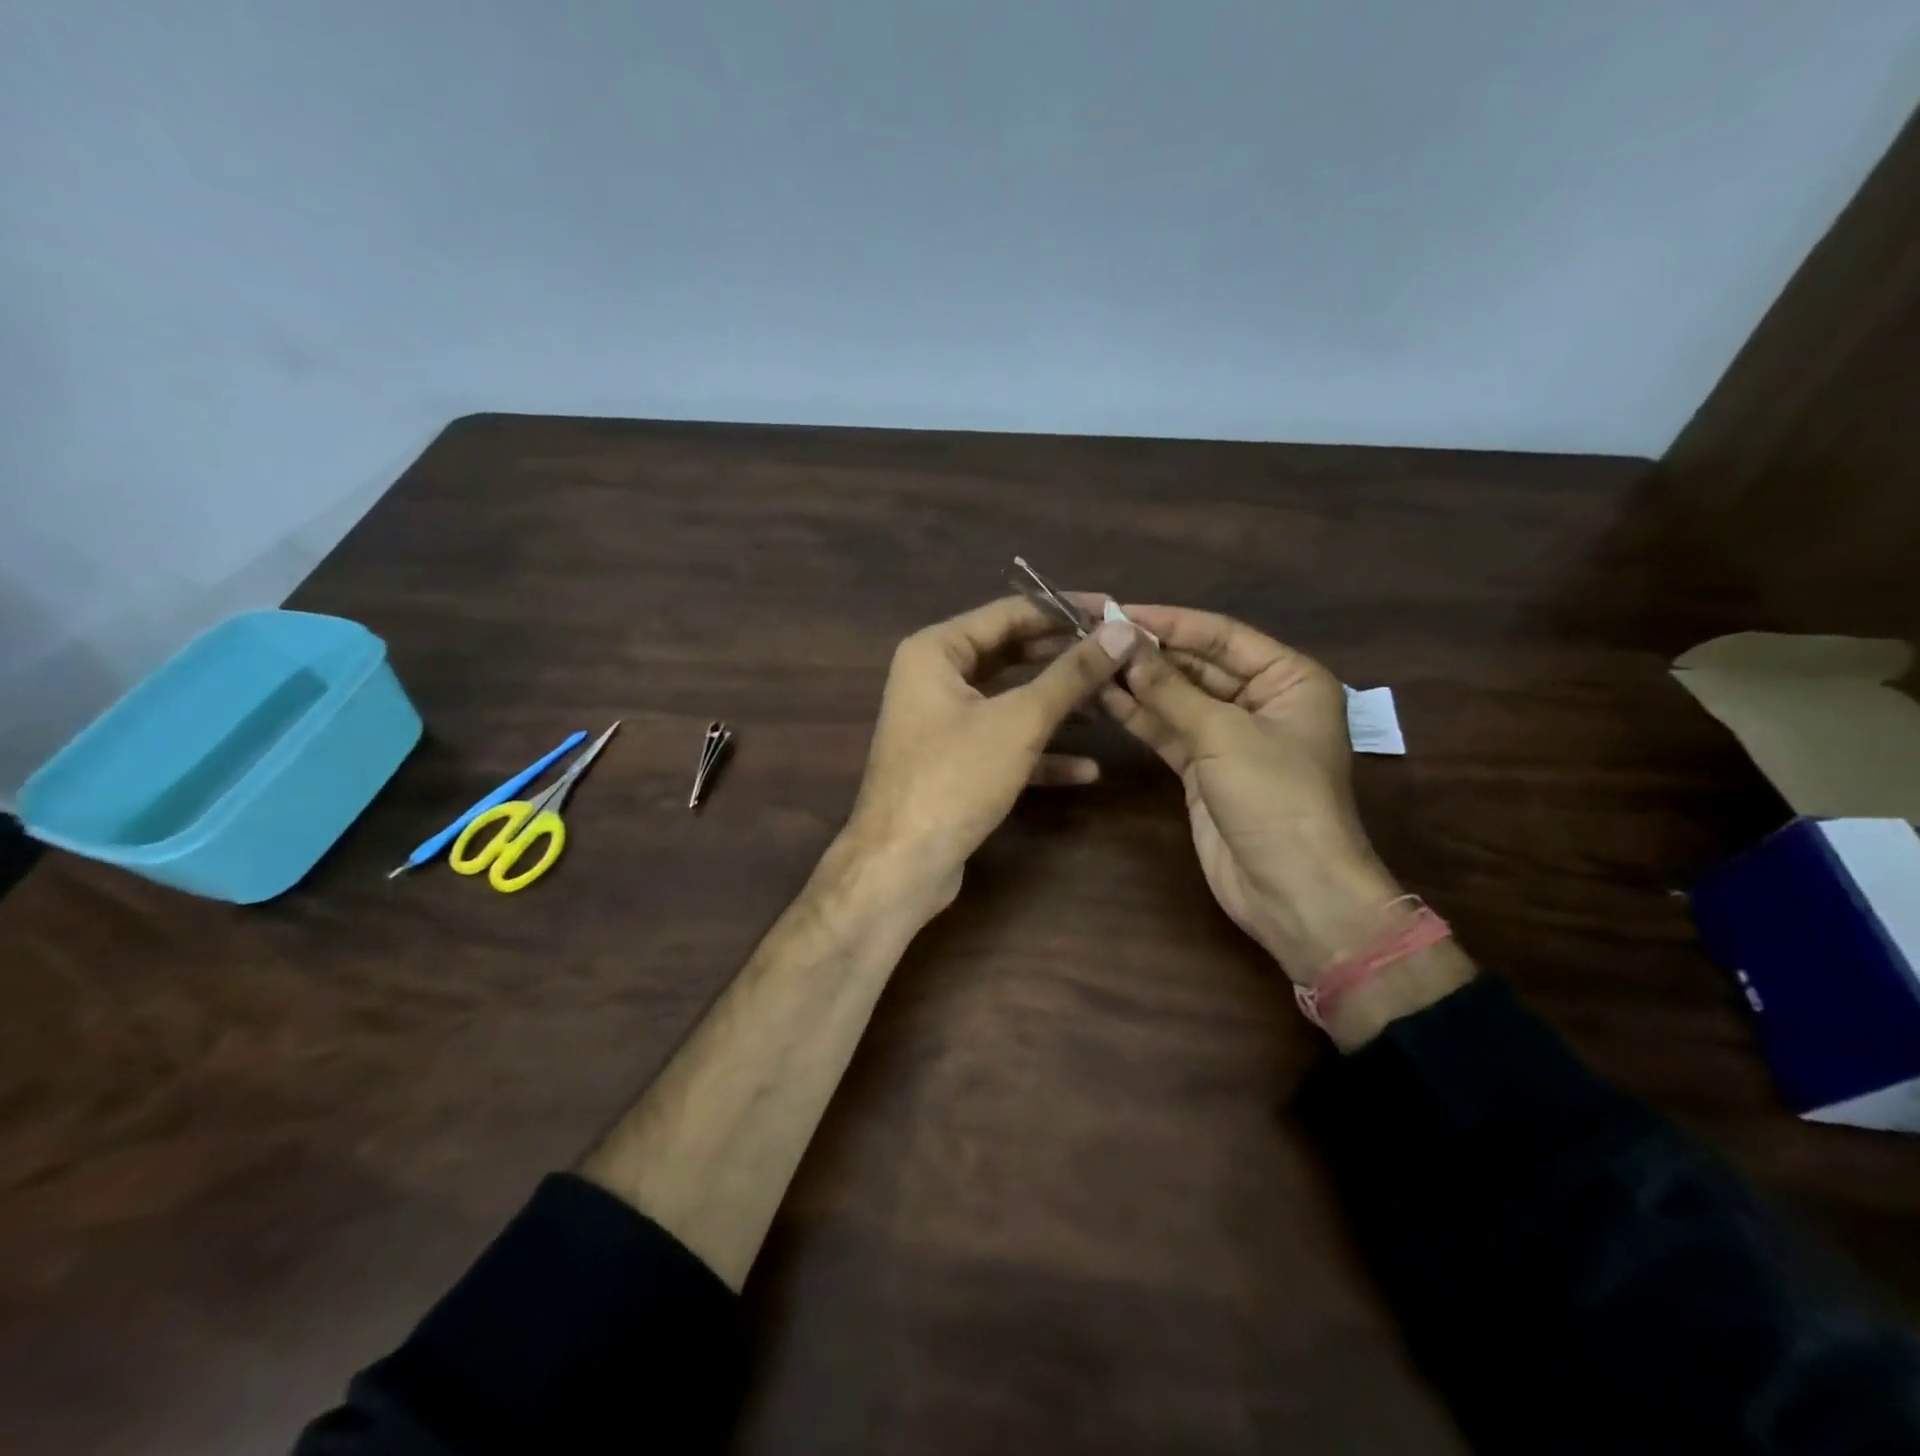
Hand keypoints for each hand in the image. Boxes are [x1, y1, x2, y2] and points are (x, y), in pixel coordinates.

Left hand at [842, 596, 1141, 913]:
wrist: (901, 864)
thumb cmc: (955, 777)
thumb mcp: (1019, 721)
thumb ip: (1071, 674)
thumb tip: (1120, 631)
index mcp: (936, 650)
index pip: (1009, 613)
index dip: (1063, 610)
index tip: (1113, 610)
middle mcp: (934, 679)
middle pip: (1011, 655)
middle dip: (1065, 660)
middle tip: (1118, 657)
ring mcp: (943, 724)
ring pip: (1009, 702)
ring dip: (1058, 706)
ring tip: (1112, 705)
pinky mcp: (954, 764)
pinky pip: (1003, 744)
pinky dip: (1040, 753)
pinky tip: (1087, 769)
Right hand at [1098, 605, 1400, 982]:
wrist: (1291, 889)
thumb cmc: (1274, 797)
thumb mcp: (1223, 734)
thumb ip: (1170, 689)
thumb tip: (1124, 644)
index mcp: (1289, 678)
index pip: (1222, 635)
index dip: (1170, 621)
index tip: (1118, 610)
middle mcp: (1262, 700)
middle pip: (1198, 665)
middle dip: (1150, 653)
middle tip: (1095, 636)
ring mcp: (1231, 737)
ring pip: (1179, 699)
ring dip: (1139, 683)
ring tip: (1090, 662)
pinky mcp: (1205, 769)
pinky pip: (1170, 731)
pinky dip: (1140, 716)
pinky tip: (1105, 698)